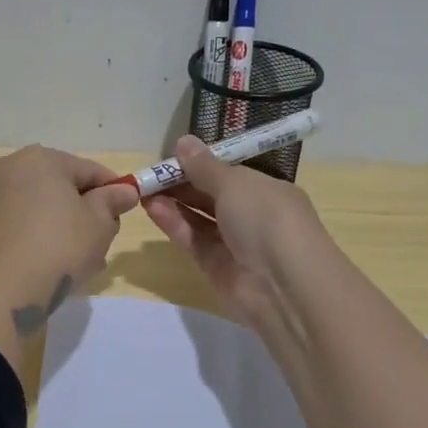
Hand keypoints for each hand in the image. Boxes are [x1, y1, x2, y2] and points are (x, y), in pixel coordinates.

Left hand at [0, 146, 138, 329]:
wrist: (2, 291)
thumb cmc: (59, 247)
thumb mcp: (99, 224)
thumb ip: (112, 201)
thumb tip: (124, 191)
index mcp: (39, 159)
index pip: (88, 170)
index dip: (113, 191)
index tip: (126, 213)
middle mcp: (8, 170)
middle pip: (60, 187)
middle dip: (84, 211)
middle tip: (102, 241)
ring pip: (39, 208)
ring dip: (61, 227)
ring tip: (79, 260)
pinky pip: (19, 226)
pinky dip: (37, 238)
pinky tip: (50, 265)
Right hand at [144, 135, 325, 331]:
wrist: (284, 285)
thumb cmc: (267, 219)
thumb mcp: (235, 184)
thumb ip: (204, 167)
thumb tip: (184, 141)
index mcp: (266, 190)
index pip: (229, 173)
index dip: (201, 164)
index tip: (172, 156)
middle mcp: (252, 215)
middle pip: (211, 195)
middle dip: (182, 183)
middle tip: (150, 174)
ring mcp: (234, 243)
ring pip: (198, 218)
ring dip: (173, 202)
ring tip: (143, 189)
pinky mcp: (216, 266)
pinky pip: (192, 240)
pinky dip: (174, 223)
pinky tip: (152, 208)